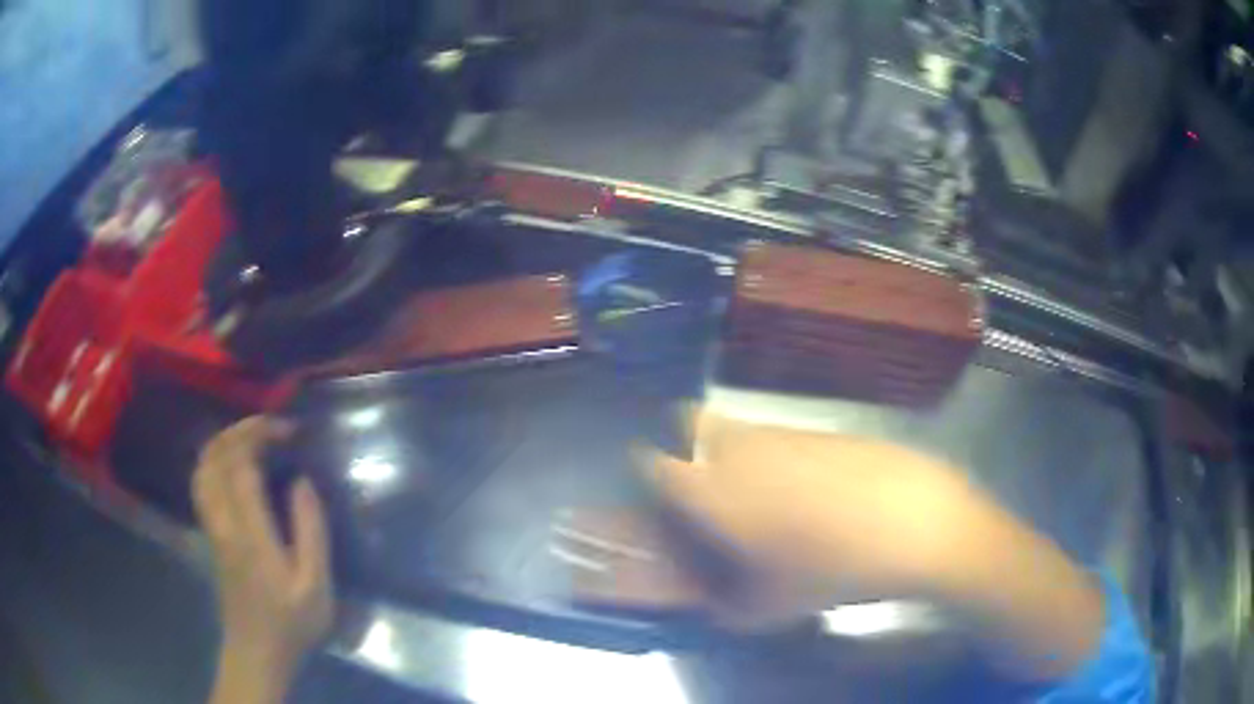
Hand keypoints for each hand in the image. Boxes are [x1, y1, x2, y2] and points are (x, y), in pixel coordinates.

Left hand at [193, 417, 332, 703]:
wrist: (257, 652)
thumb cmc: (291, 623)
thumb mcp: (316, 587)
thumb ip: (311, 533)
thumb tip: (302, 482)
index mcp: (250, 533)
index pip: (241, 464)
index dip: (260, 434)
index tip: (289, 430)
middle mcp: (223, 521)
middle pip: (215, 456)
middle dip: (240, 429)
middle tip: (271, 426)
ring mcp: (211, 526)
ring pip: (202, 467)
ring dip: (223, 441)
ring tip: (250, 437)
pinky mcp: (209, 533)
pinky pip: (201, 481)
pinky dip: (213, 460)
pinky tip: (231, 464)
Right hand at [645, 408, 1103, 679]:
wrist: (917, 521)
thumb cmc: (834, 570)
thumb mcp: (772, 608)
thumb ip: (726, 609)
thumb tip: (711, 607)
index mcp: (714, 491)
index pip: (651, 462)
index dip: (644, 475)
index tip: (653, 495)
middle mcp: (739, 448)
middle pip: (687, 421)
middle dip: (680, 444)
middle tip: (700, 485)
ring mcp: (782, 431)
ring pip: (734, 425)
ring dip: (728, 449)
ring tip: (758, 494)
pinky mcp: (820, 428)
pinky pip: (777, 432)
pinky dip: (773, 452)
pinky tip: (808, 488)